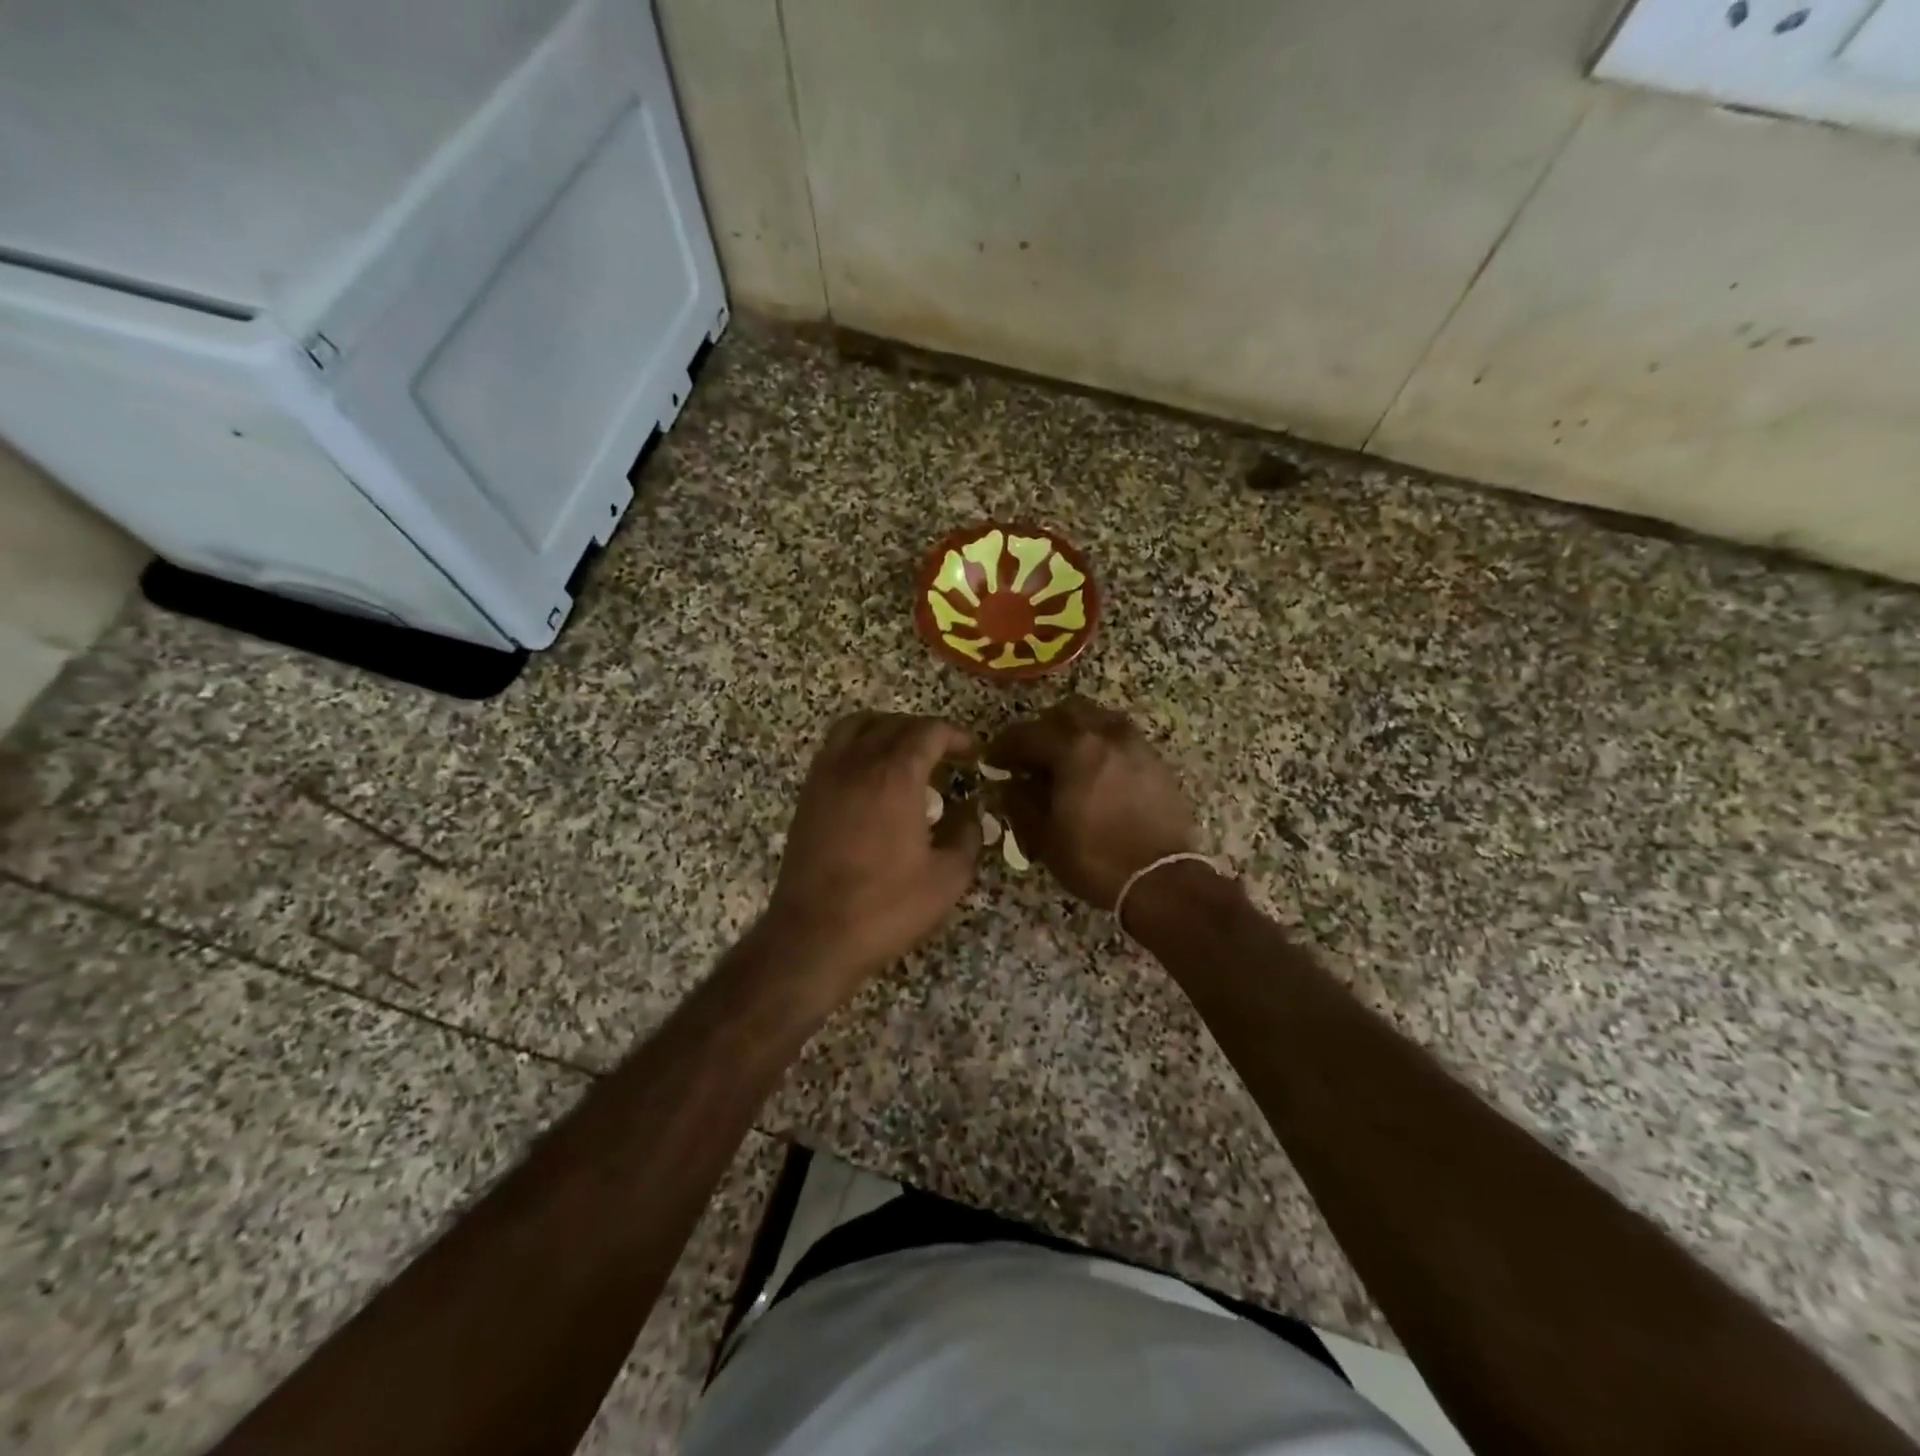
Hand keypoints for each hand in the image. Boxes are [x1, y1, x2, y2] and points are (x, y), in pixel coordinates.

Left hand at [766, 712, 981, 987]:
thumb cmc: (886, 907)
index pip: (929, 731)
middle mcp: (858, 762)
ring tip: (908, 755)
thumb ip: (968, 834)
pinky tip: (873, 777)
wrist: (814, 935)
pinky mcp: (808, 794)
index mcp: (895, 775)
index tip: (973, 755)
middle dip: (927, 733)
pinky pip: (835, 747)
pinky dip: (860, 746)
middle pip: (895, 723)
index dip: (957, 736)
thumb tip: (973, 810)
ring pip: (858, 726)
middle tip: (949, 757)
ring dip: (888, 729)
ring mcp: (826, 775)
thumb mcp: (947, 878)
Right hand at [987, 697, 1198, 908]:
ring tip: (1066, 760)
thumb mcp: (1045, 837)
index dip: (1004, 745)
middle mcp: (1106, 736)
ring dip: (1076, 731)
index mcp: (1074, 749)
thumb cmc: (1096, 859)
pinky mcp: (1156, 762)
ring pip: (1099, 719)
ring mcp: (1136, 746)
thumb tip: (1009, 785)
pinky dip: (1102, 745)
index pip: (1028, 734)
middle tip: (1030, 756)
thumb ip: (1021, 803)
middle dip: (1043, 729)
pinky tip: (1097, 773)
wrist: (1162, 880)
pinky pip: (1121, 738)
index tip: (992, 760)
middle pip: (1067, 713)